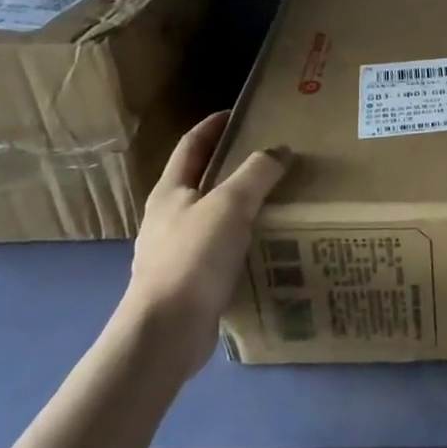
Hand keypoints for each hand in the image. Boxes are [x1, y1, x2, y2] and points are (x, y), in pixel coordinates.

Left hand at [123, 112, 290, 374]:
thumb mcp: (230, 205)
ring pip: (210, 216)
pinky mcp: (187, 283)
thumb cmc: (193, 258)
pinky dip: (239, 238)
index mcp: (169, 192)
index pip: (190, 145)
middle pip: (199, 180)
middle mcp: (167, 218)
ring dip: (237, 204)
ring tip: (273, 198)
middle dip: (229, 164)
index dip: (212, 126)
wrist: (165, 334)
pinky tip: (262, 244)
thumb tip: (281, 150)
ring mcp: (174, 252)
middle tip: (267, 155)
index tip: (238, 113)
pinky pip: (217, 249)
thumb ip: (257, 173)